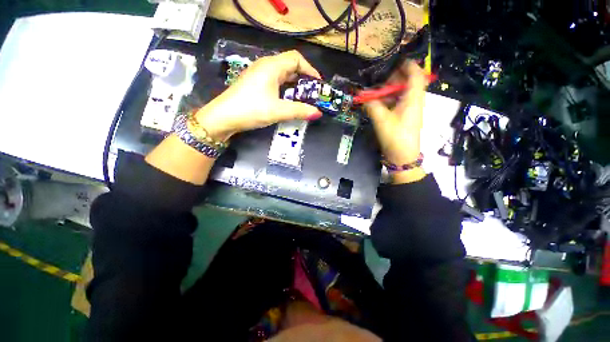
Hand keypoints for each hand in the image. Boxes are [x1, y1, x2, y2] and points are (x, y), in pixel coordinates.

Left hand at [194, 50, 321, 140]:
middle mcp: (265, 66)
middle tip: (312, 94)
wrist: (223, 117)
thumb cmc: (251, 110)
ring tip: (303, 99)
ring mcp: (259, 75)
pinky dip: (285, 89)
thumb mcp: (278, 111)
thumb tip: (318, 113)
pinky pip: (275, 82)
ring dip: (294, 85)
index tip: (317, 85)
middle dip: (304, 79)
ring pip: (282, 75)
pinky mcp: (255, 84)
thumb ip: (299, 111)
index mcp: (272, 66)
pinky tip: (287, 101)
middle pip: (290, 66)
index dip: (310, 70)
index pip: (296, 59)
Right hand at [364, 61, 428, 182]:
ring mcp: (410, 109)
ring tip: (376, 90)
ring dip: (390, 90)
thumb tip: (362, 96)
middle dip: (394, 78)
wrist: (403, 156)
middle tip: (379, 78)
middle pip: (408, 82)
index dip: (407, 65)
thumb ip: (372, 105)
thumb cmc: (396, 137)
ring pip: (402, 93)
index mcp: (413, 99)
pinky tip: (378, 102)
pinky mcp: (404, 117)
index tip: (395, 60)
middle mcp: (414, 101)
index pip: (415, 75)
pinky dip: (389, 100)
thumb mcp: (382, 120)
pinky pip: (398, 102)